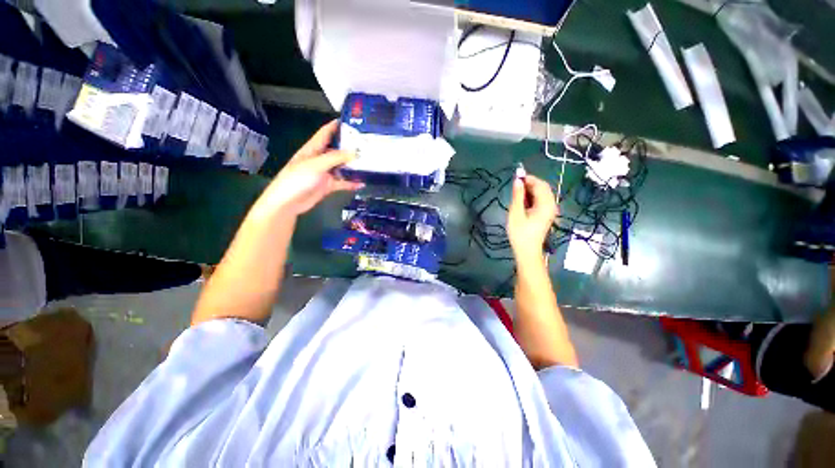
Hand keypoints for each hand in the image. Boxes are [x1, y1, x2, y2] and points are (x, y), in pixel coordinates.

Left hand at [257, 120, 362, 216]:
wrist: (288, 203)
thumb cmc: (297, 179)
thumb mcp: (316, 164)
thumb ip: (335, 158)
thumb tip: (355, 153)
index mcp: (313, 149)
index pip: (326, 133)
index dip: (337, 125)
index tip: (352, 121)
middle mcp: (320, 159)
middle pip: (337, 149)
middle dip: (350, 146)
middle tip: (366, 144)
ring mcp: (325, 173)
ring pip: (342, 166)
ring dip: (353, 166)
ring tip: (368, 162)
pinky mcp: (328, 185)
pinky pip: (342, 182)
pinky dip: (351, 182)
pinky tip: (362, 182)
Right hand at [508, 174, 557, 263]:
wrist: (527, 251)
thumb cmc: (520, 233)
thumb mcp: (516, 213)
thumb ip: (517, 195)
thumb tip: (518, 180)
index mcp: (546, 204)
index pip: (540, 184)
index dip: (528, 178)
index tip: (515, 177)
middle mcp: (551, 205)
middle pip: (542, 188)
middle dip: (529, 184)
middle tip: (515, 186)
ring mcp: (550, 210)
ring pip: (541, 194)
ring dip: (530, 191)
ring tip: (516, 194)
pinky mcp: (546, 215)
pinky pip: (540, 200)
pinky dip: (532, 197)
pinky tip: (522, 202)